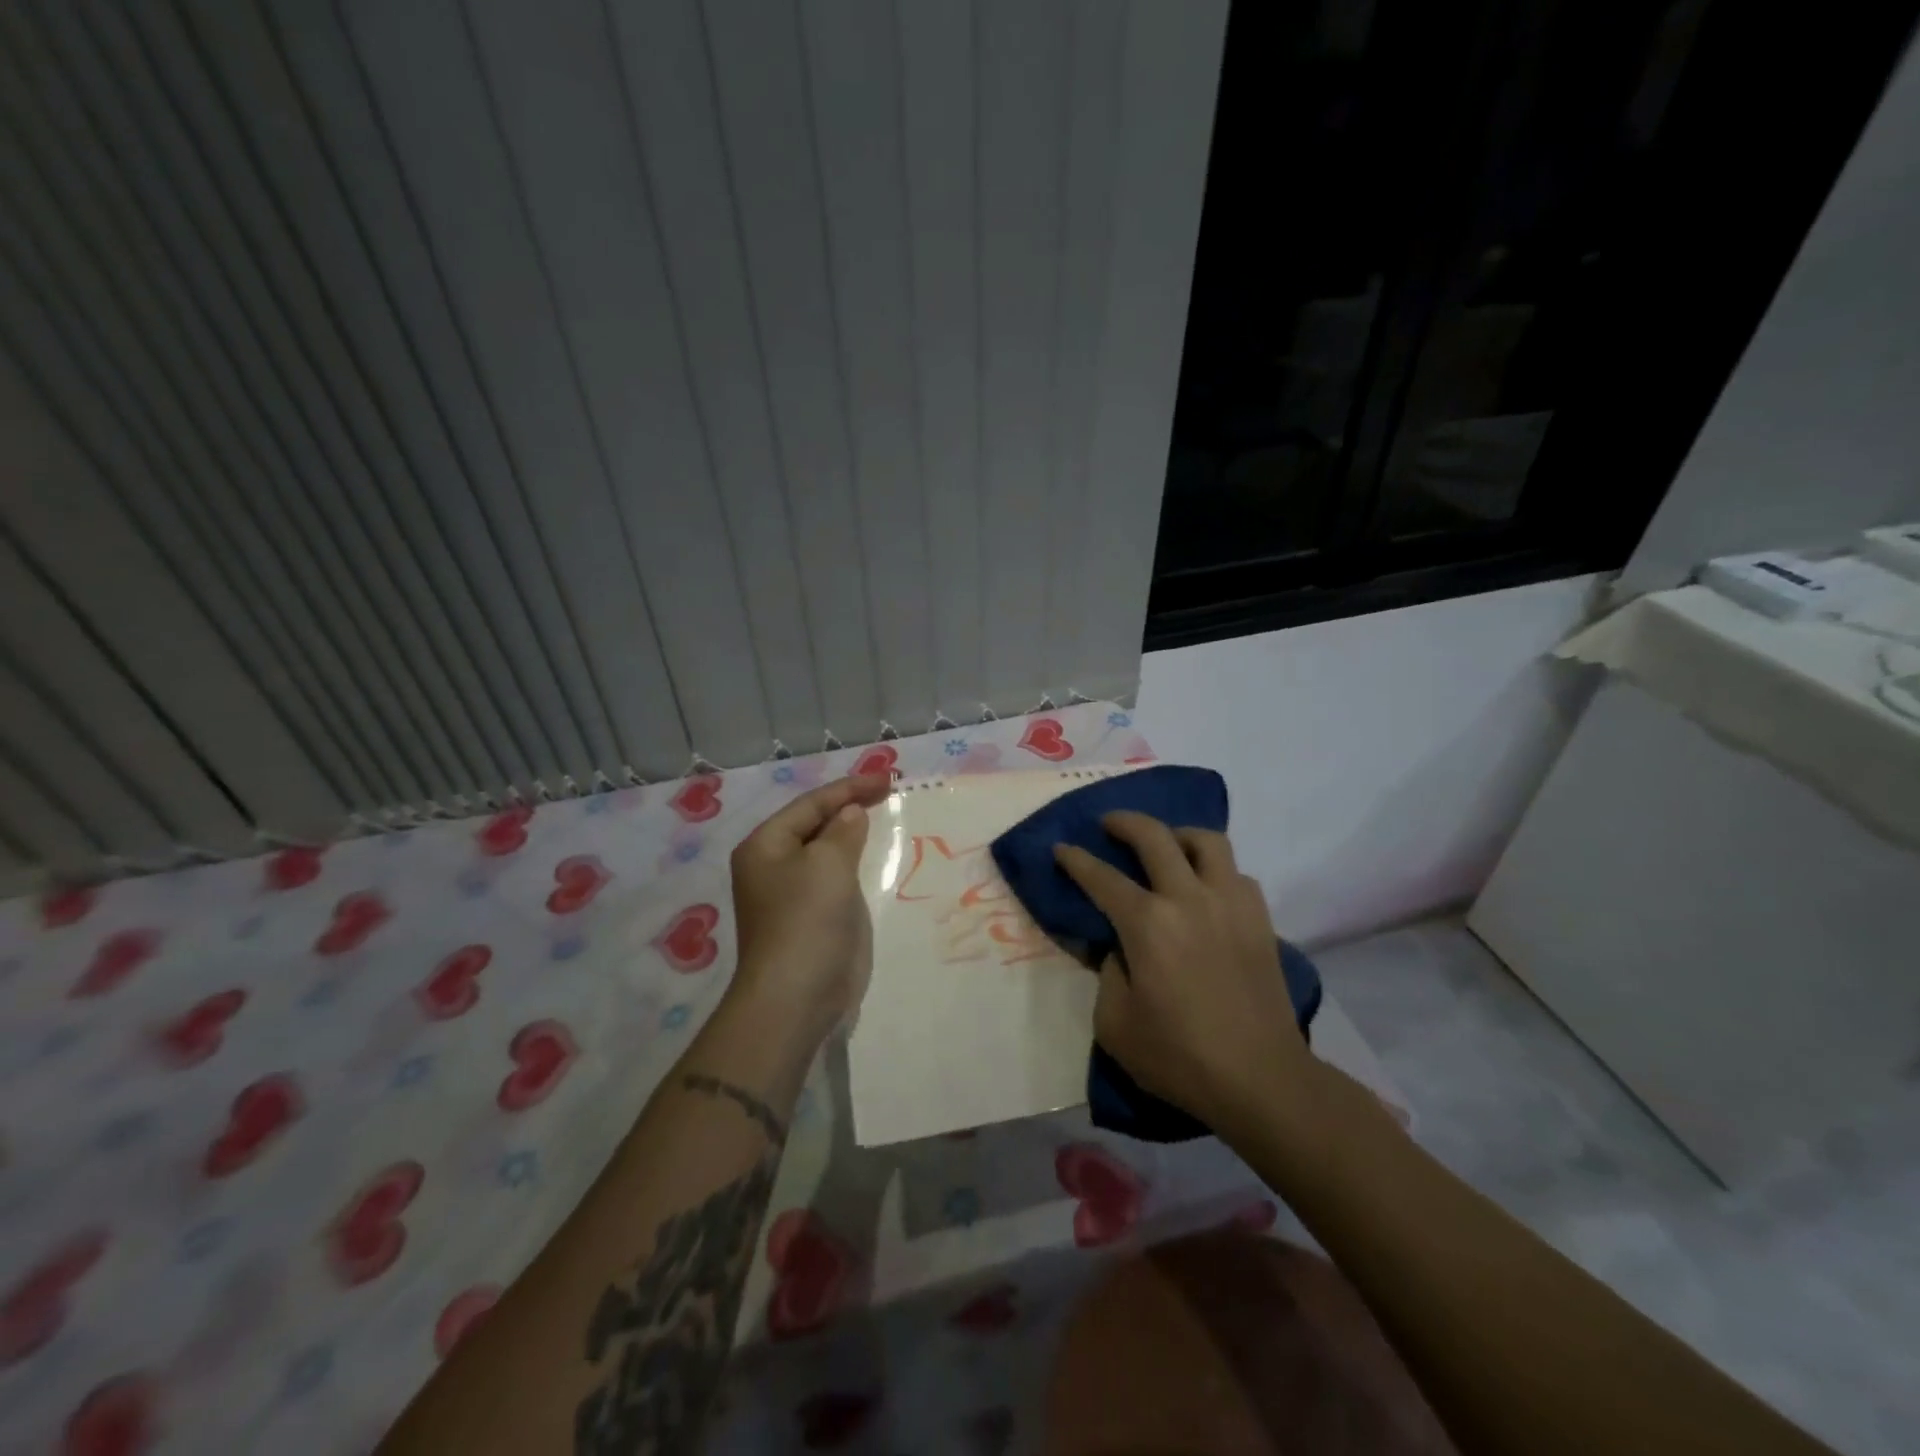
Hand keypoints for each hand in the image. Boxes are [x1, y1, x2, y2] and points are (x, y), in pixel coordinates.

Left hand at [727, 774, 892, 1042]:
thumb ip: (843, 830)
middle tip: (889, 793)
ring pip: (827, 851)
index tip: (888, 779)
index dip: (850, 788)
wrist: (797, 996)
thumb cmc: (807, 919)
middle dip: (850, 807)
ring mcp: (792, 893)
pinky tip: (877, 858)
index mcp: (765, 845)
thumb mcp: (828, 863)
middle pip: (815, 824)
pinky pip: (835, 878)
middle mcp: (773, 865)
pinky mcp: (812, 917)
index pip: (811, 804)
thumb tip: (850, 814)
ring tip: (886, 817)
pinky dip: (856, 863)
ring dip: (854, 834)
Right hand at [1054, 813, 1314, 1132]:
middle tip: (1108, 823)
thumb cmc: (1179, 1057)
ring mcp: (1231, 904)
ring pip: (1207, 841)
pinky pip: (1236, 874)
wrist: (1261, 1079)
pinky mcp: (1260, 920)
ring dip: (1178, 835)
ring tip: (1166, 846)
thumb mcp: (1114, 1024)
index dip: (1076, 859)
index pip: (1102, 877)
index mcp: (1148, 924)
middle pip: (1155, 836)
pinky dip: (1215, 870)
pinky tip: (1205, 888)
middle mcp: (1189, 899)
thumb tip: (1116, 946)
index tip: (1061, 848)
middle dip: (1124, 821)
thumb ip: (1106, 972)